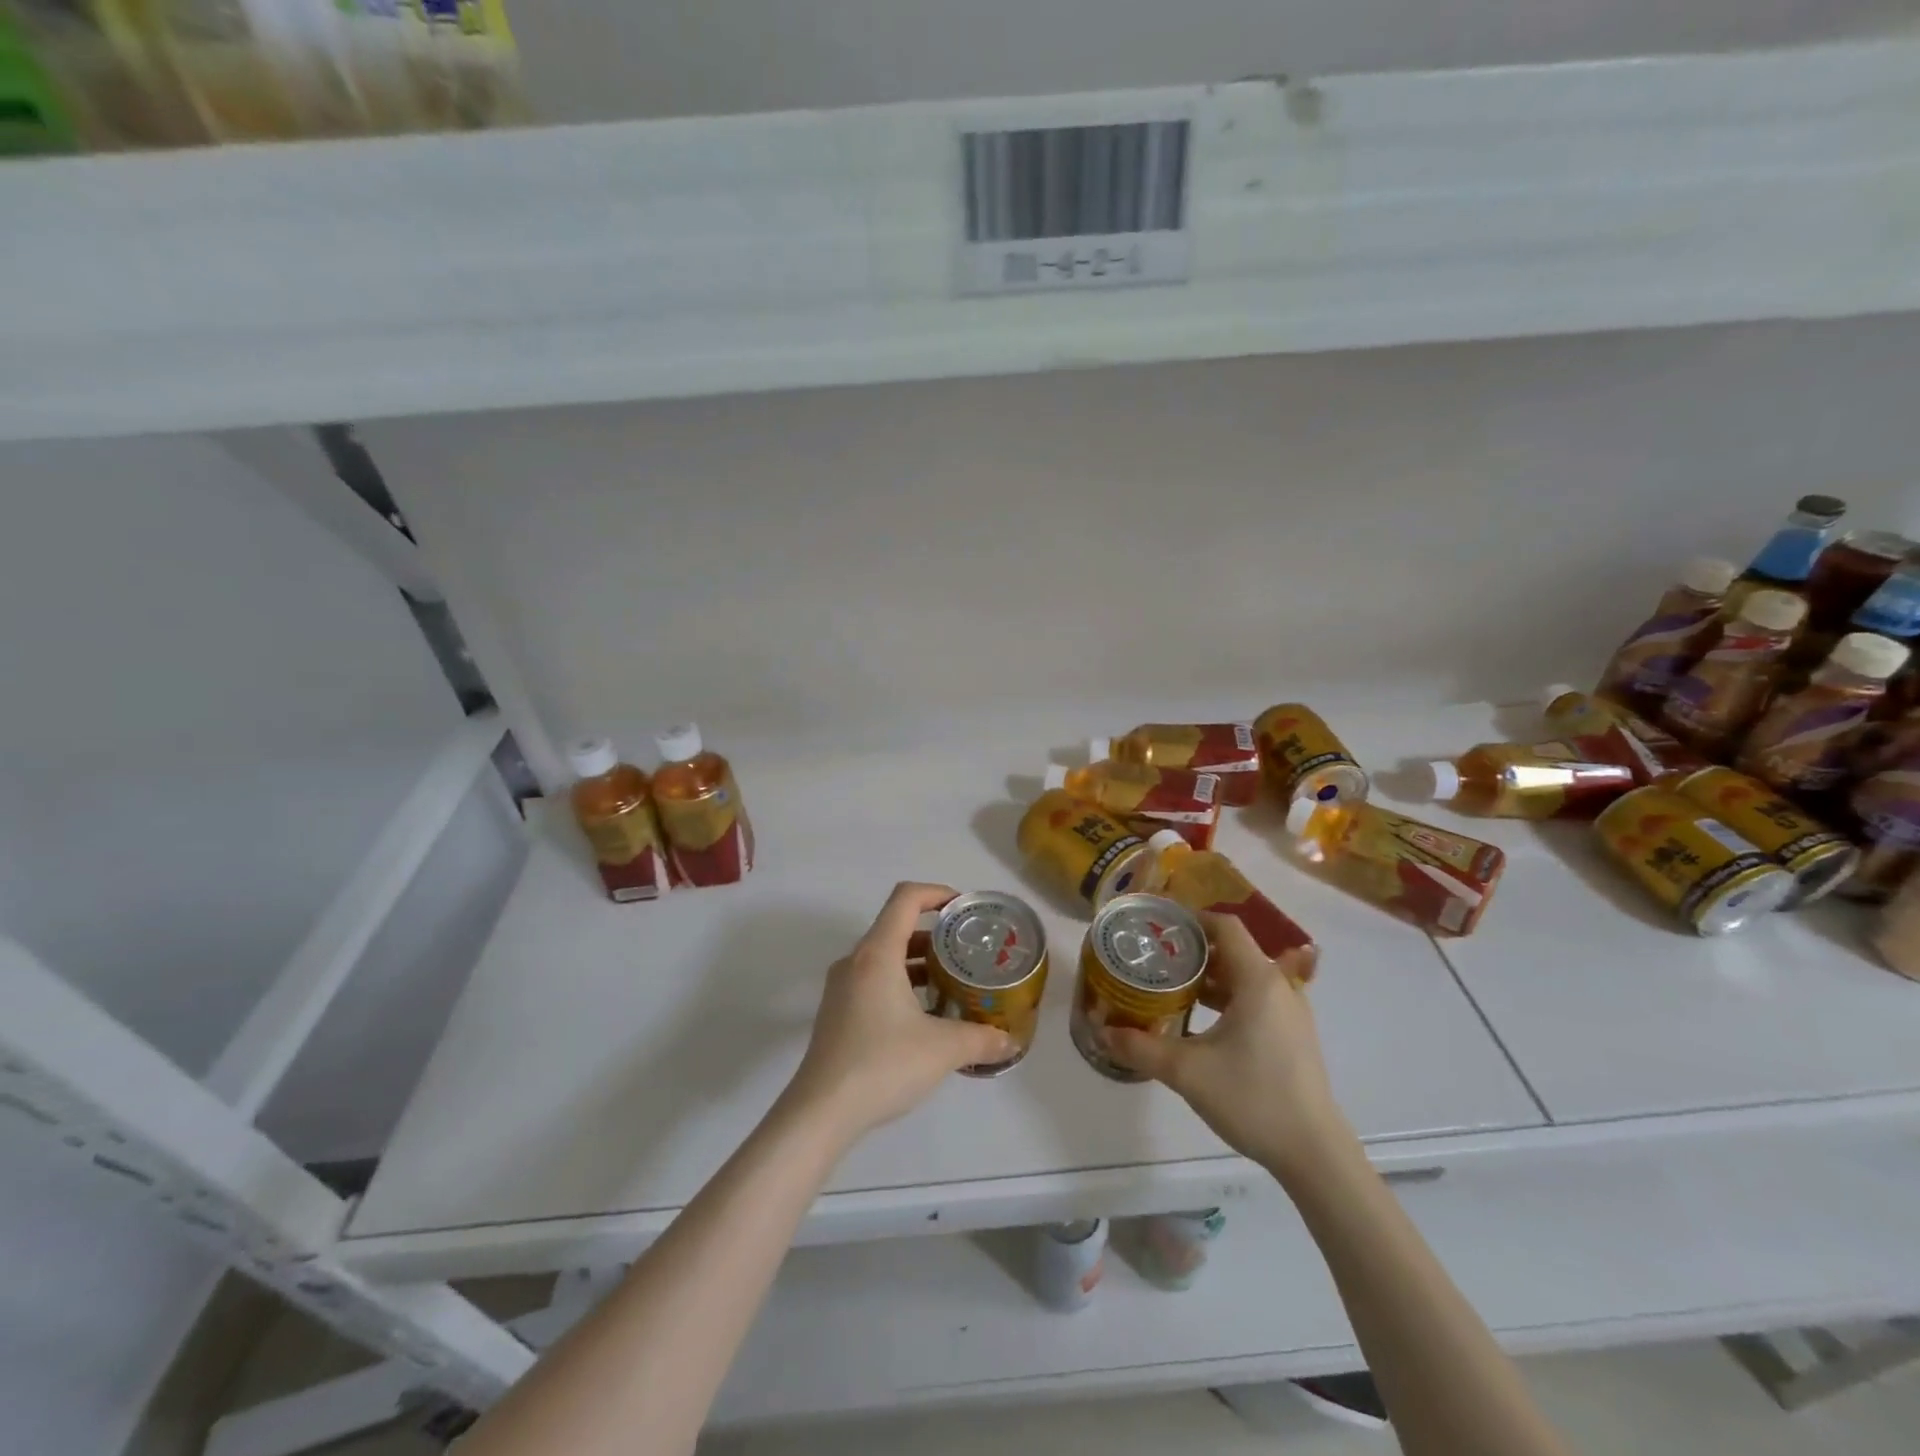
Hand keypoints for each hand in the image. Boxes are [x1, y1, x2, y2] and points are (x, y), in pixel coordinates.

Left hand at [783, 882, 1016, 1143]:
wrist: (821, 1112)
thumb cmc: (882, 1064)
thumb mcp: (942, 1049)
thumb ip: (981, 1038)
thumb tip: (1011, 1041)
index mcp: (877, 953)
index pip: (906, 898)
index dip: (937, 893)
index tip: (965, 908)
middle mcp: (856, 961)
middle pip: (897, 927)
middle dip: (935, 935)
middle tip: (968, 951)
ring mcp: (842, 987)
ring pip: (885, 957)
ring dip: (919, 963)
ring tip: (953, 984)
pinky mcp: (837, 1013)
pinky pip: (874, 981)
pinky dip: (902, 985)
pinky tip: (926, 1017)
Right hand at [1103, 914, 1353, 1183]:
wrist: (1314, 1154)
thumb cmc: (1252, 1098)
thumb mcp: (1186, 1072)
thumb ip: (1141, 1047)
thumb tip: (1103, 1031)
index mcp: (1258, 980)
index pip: (1225, 926)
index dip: (1192, 919)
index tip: (1158, 926)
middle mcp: (1278, 987)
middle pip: (1233, 949)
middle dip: (1194, 950)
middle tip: (1156, 958)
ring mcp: (1290, 1012)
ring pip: (1245, 976)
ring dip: (1210, 976)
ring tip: (1171, 987)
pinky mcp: (1293, 1036)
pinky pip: (1256, 999)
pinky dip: (1228, 998)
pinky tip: (1201, 1021)